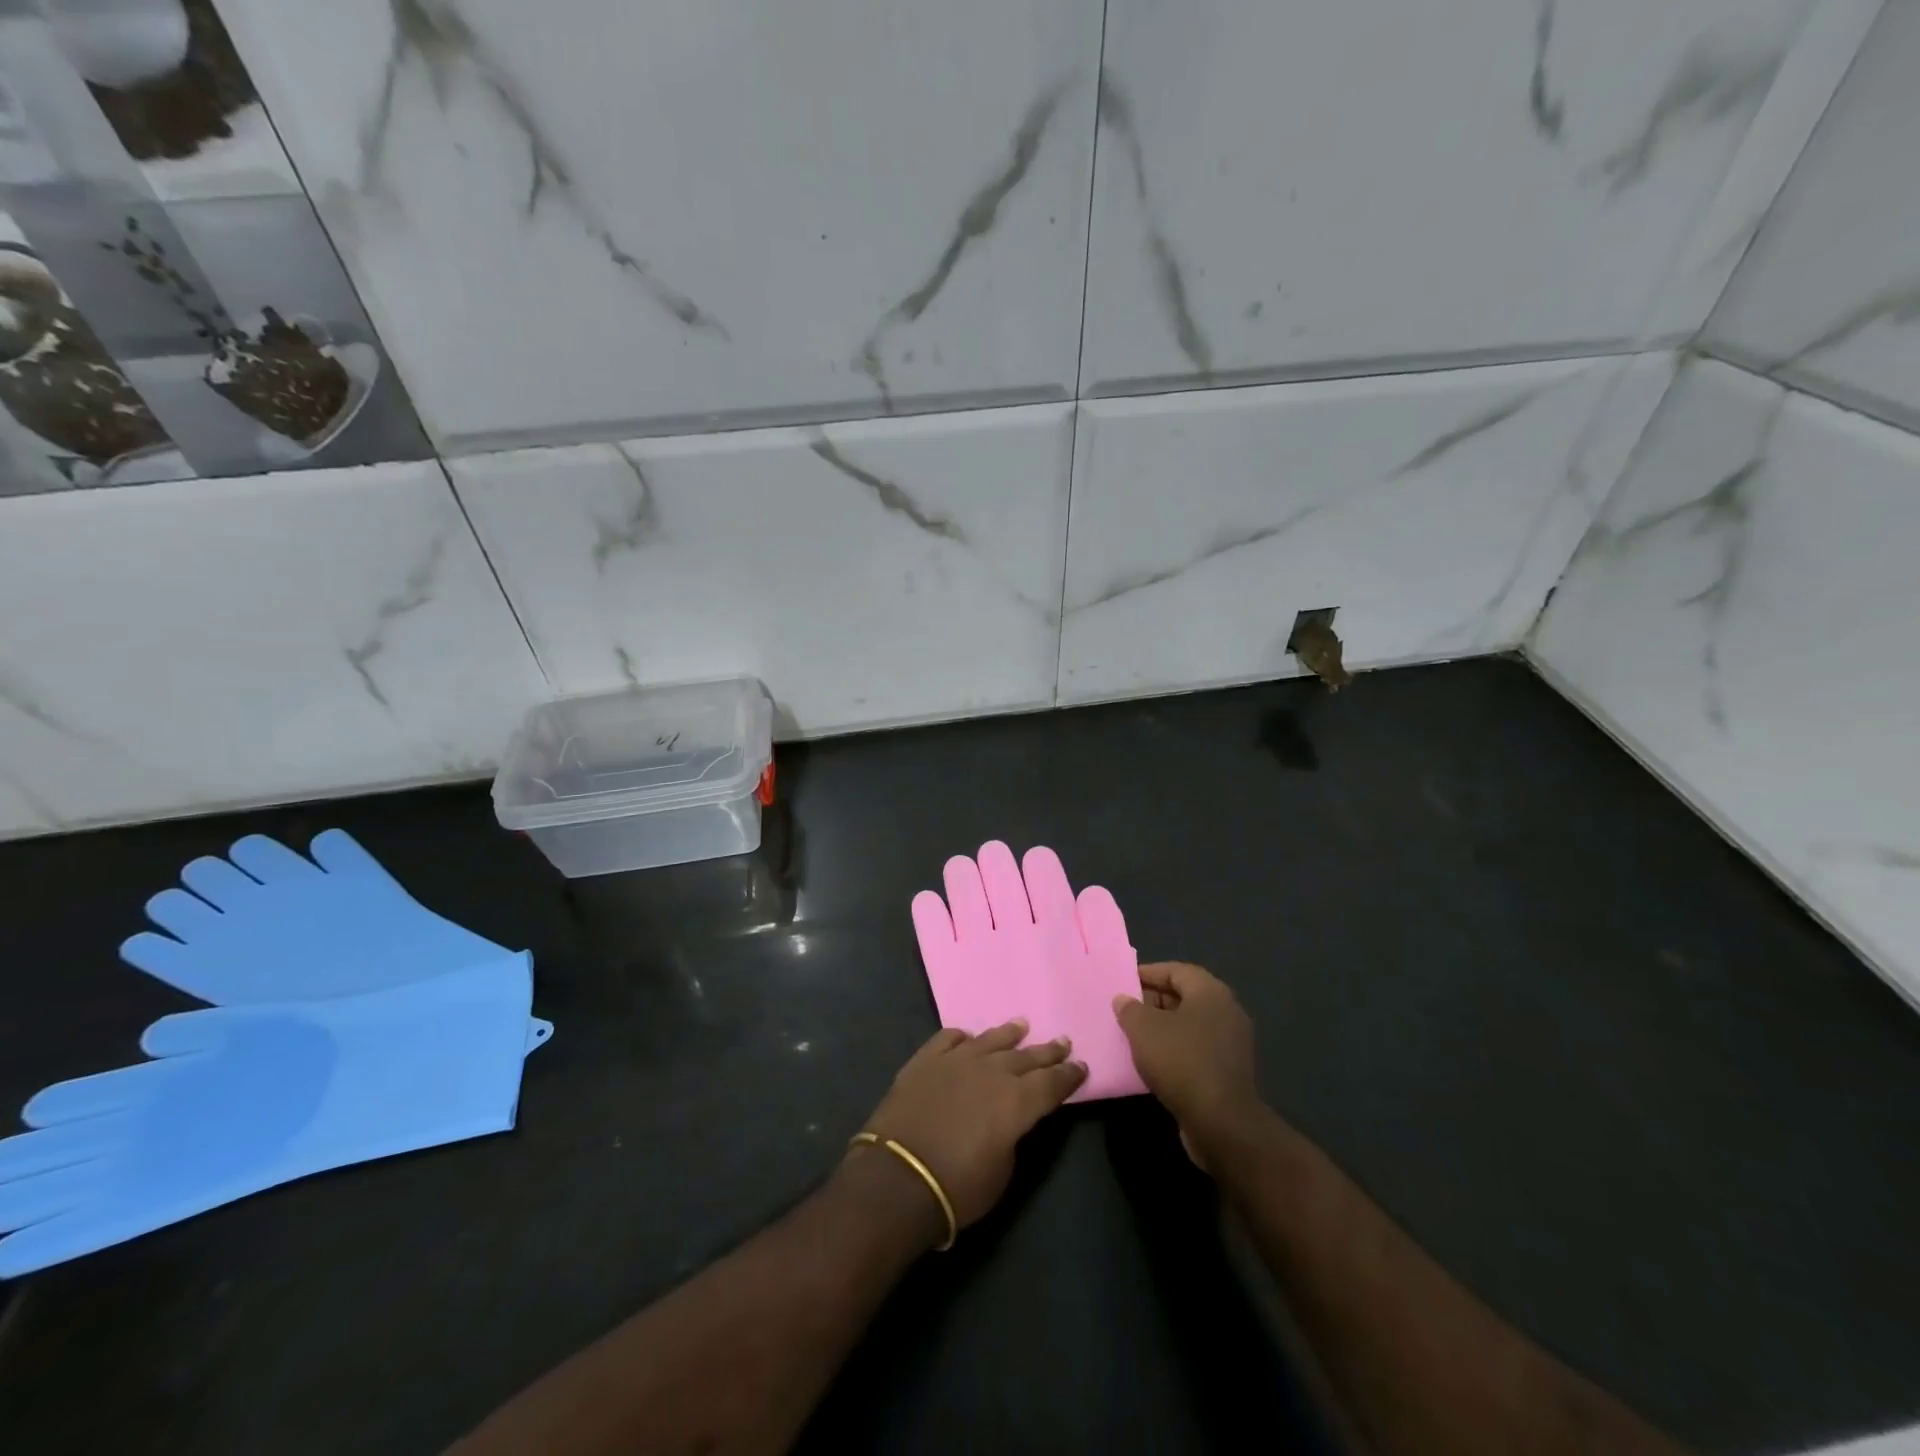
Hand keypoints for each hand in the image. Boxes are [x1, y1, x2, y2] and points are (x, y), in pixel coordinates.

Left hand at [853, 1020, 1085, 1238]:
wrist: (897, 1179)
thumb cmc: (958, 1187)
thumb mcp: (1003, 1171)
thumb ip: (1013, 1135)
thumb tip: (1011, 1119)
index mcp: (1017, 1101)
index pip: (1052, 1083)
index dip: (1069, 1076)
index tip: (1081, 1066)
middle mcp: (991, 1071)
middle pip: (1025, 1056)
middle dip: (1046, 1051)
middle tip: (1062, 1041)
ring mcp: (955, 1061)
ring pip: (989, 1040)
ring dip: (1007, 1034)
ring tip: (1021, 1025)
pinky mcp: (924, 1061)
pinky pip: (947, 1039)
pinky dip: (960, 1037)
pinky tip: (966, 1036)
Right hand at [1113, 962, 1262, 1166]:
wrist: (1221, 1123)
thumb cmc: (1181, 1061)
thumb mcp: (1143, 1029)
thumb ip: (1130, 1009)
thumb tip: (1124, 1000)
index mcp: (1211, 992)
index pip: (1176, 971)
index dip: (1147, 973)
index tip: (1122, 982)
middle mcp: (1226, 1011)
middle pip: (1184, 996)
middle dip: (1153, 1000)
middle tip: (1125, 1009)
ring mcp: (1231, 1043)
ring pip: (1190, 1024)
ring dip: (1162, 1027)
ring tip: (1133, 1035)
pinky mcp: (1229, 1070)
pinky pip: (1196, 1048)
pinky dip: (1175, 1049)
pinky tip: (1153, 1061)